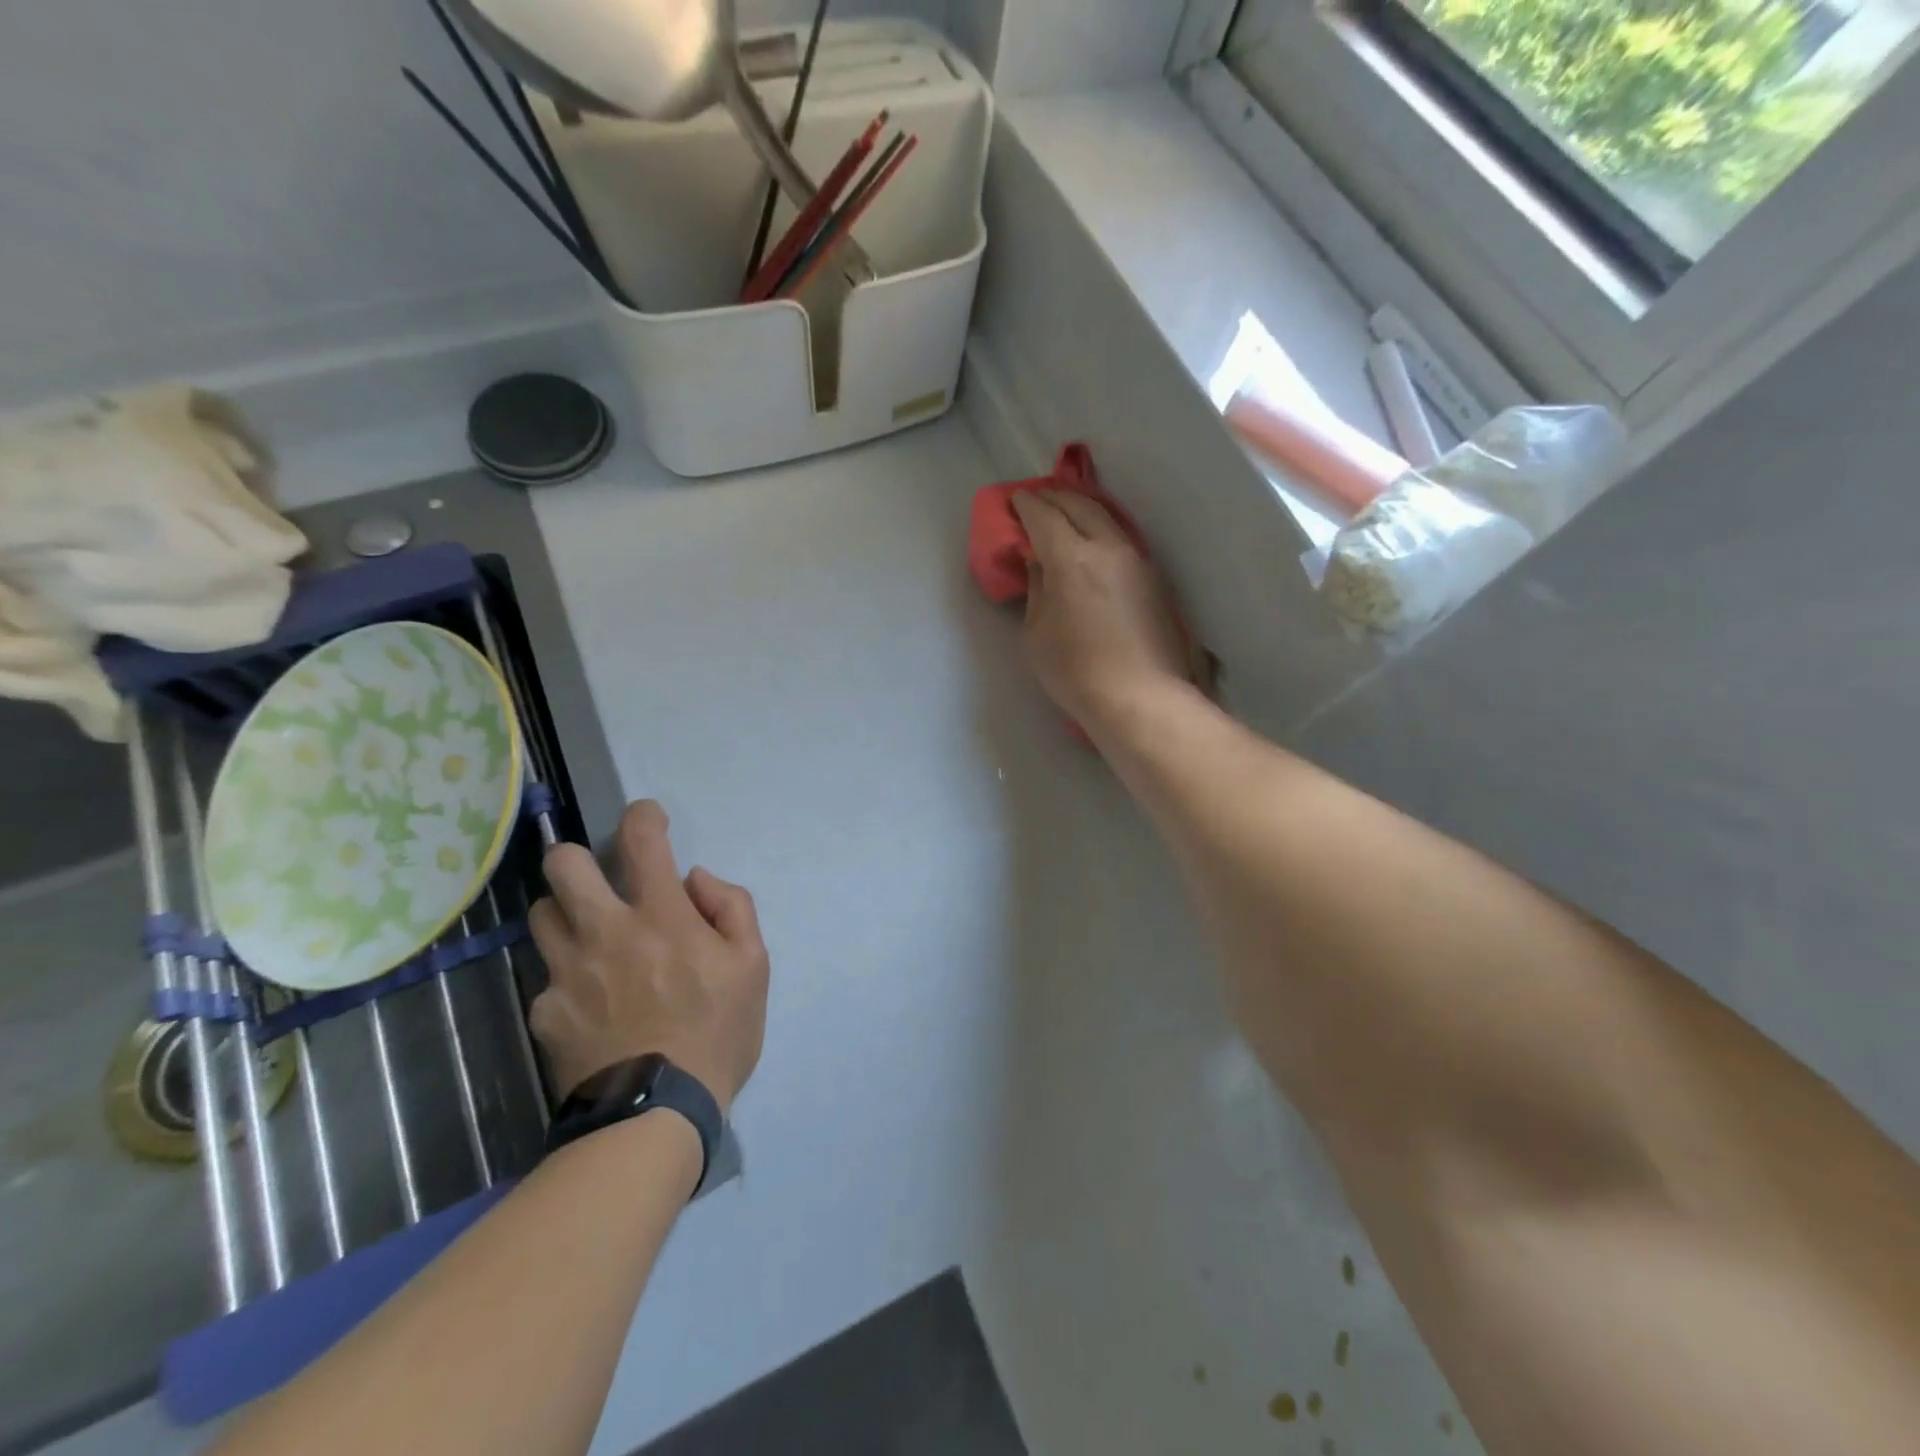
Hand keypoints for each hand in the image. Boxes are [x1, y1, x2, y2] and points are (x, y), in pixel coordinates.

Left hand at [529, 801, 768, 1114]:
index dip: (643, 815)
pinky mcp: (544, 1011)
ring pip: (542, 915)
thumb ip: (732, 907)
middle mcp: (605, 931)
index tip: (648, 818)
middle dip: (579, 857)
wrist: (656, 1113)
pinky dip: (569, 980)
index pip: (642, 840)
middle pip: (562, 864)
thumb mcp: (754, 965)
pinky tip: (591, 1008)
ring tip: (592, 940)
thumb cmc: (717, 1032)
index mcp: (660, 915)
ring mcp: (566, 971)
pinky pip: (546, 979)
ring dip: (567, 915)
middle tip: (600, 880)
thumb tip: (695, 880)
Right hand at [1011, 491, 1204, 728]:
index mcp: (1071, 558)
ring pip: (1107, 518)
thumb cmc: (1075, 671)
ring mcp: (1137, 560)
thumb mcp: (1036, 634)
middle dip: (1054, 496)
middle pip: (1080, 505)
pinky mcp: (1155, 579)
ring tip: (1066, 512)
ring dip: (1083, 508)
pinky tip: (1094, 540)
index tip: (1016, 501)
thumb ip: (1037, 589)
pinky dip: (1102, 528)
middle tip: (1038, 498)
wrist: (1140, 698)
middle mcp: (1108, 547)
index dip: (1026, 505)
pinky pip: (1122, 538)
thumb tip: (1039, 562)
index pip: (1045, 516)